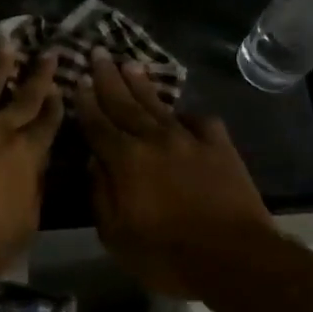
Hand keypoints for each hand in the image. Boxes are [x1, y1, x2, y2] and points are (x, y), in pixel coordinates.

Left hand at [0, 44, 62, 287]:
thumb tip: (35, 167)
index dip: (55, 105)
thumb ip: (33, 188)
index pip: (46, 124)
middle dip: (38, 75)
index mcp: (26, 155)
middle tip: (48, 53)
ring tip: (6, 45)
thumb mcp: (26, 223)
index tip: (60, 87)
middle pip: (22, 98)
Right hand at [73, 49, 275, 296]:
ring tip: (130, 65)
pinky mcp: (219, 147)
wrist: (234, 258)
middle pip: (125, 103)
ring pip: (158, 105)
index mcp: (125, 159)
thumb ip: (100, 195)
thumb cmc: (167, 256)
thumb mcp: (116, 236)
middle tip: (99, 53)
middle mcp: (153, 139)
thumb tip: (94, 162)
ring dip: (141, 85)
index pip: (98, 124)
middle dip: (109, 78)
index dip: (86, 102)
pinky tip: (181, 114)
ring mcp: (189, 140)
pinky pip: (199, 121)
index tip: (78, 80)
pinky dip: (187, 115)